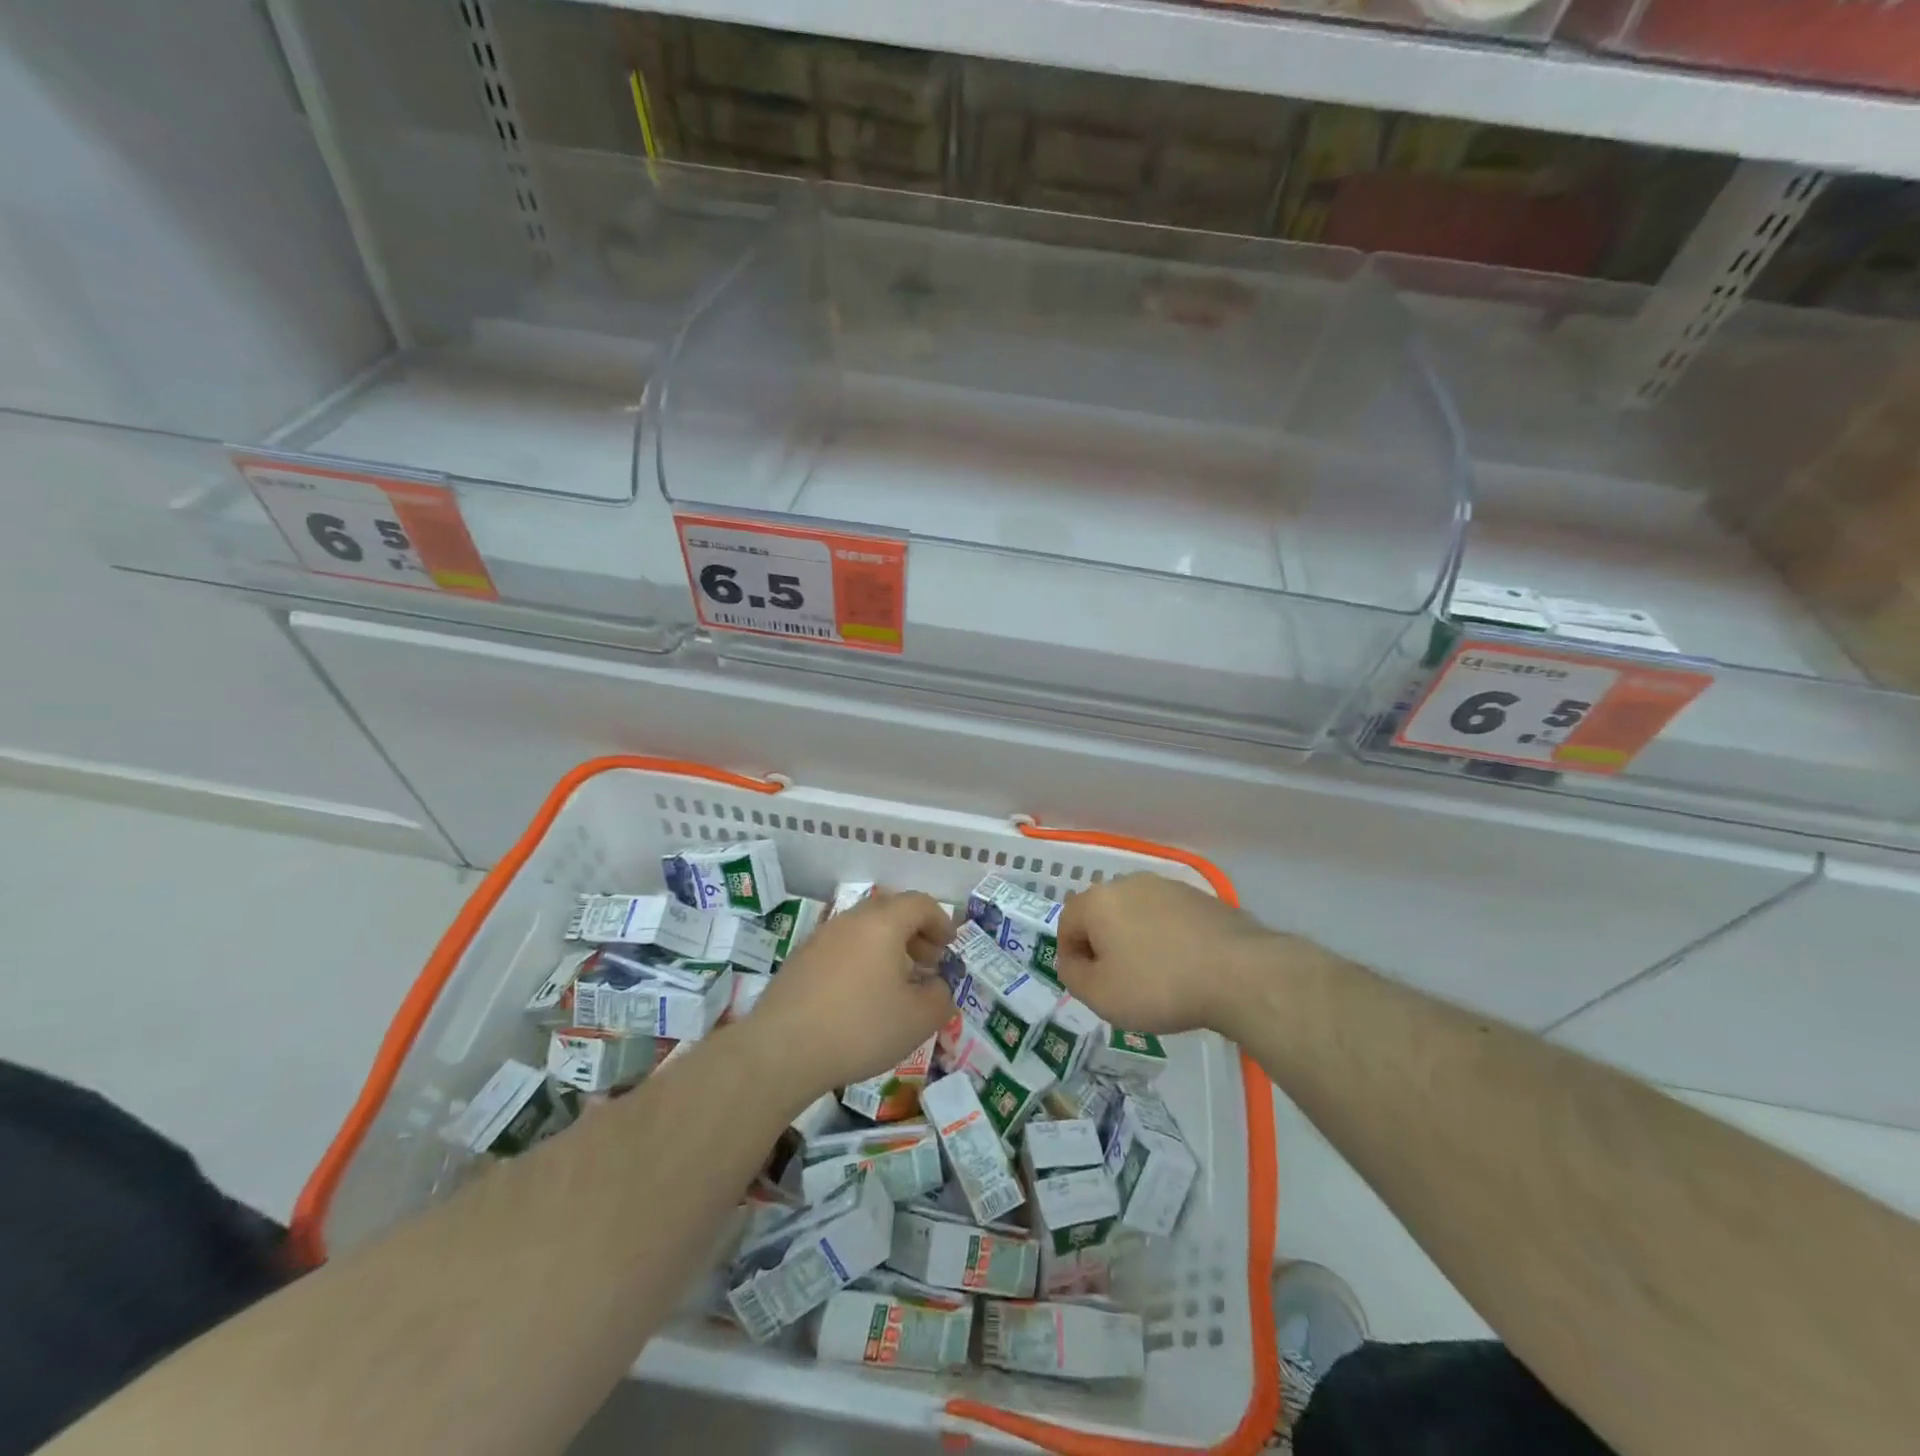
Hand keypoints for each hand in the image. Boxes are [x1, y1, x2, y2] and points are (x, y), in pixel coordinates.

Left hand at [744, 889, 954, 1097]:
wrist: (781, 1050)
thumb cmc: (859, 1028)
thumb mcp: (917, 1020)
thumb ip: (940, 998)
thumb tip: (937, 986)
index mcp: (883, 923)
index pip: (919, 903)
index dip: (940, 921)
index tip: (949, 946)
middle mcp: (850, 920)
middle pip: (890, 911)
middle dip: (915, 933)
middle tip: (928, 962)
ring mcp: (820, 938)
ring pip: (863, 930)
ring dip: (887, 947)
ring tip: (896, 982)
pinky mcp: (799, 960)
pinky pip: (841, 948)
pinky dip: (861, 960)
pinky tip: (861, 996)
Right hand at [1056, 873, 1281, 1035]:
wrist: (1239, 974)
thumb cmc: (1159, 985)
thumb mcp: (1101, 996)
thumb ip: (1073, 976)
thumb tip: (1074, 961)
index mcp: (1098, 900)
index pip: (1067, 924)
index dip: (1071, 957)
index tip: (1090, 986)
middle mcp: (1129, 883)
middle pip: (1102, 915)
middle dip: (1104, 946)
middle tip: (1120, 984)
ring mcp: (1168, 887)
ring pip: (1136, 915)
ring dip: (1136, 941)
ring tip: (1155, 978)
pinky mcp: (1200, 898)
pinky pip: (1168, 919)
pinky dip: (1167, 939)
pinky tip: (1184, 967)